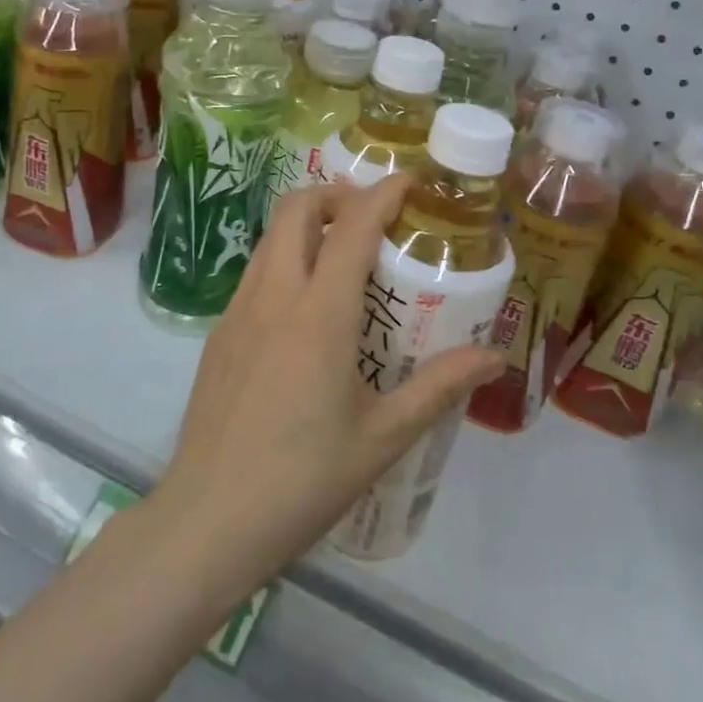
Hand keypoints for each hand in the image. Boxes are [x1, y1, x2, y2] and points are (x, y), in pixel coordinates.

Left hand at [150, 179, 504, 596]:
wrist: (209, 519)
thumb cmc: (304, 479)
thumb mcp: (383, 437)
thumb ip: (440, 387)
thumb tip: (493, 357)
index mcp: (320, 315)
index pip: (353, 227)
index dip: (384, 193)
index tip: (411, 182)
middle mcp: (274, 296)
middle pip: (297, 209)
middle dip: (337, 195)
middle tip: (374, 218)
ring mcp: (237, 312)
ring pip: (271, 237)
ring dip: (308, 225)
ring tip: (344, 256)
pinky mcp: (218, 333)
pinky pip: (256, 273)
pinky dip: (285, 260)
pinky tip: (306, 309)